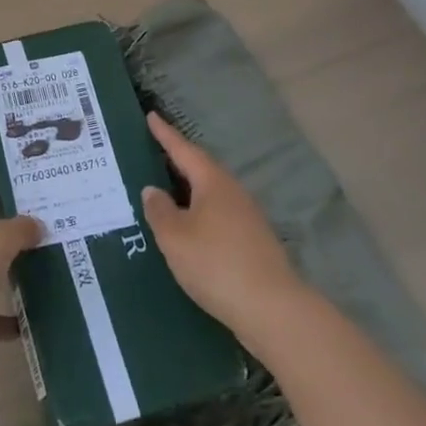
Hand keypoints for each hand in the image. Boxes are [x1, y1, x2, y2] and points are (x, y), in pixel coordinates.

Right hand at [141, 114, 303, 343]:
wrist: (273, 310)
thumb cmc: (216, 263)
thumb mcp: (175, 237)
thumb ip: (159, 211)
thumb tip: (153, 190)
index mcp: (212, 182)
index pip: (183, 150)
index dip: (165, 134)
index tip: (151, 115)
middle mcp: (232, 192)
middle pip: (201, 169)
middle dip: (178, 161)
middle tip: (155, 152)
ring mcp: (247, 217)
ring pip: (211, 194)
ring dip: (189, 190)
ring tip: (167, 192)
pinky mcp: (253, 242)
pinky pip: (218, 215)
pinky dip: (200, 214)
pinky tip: (190, 229)